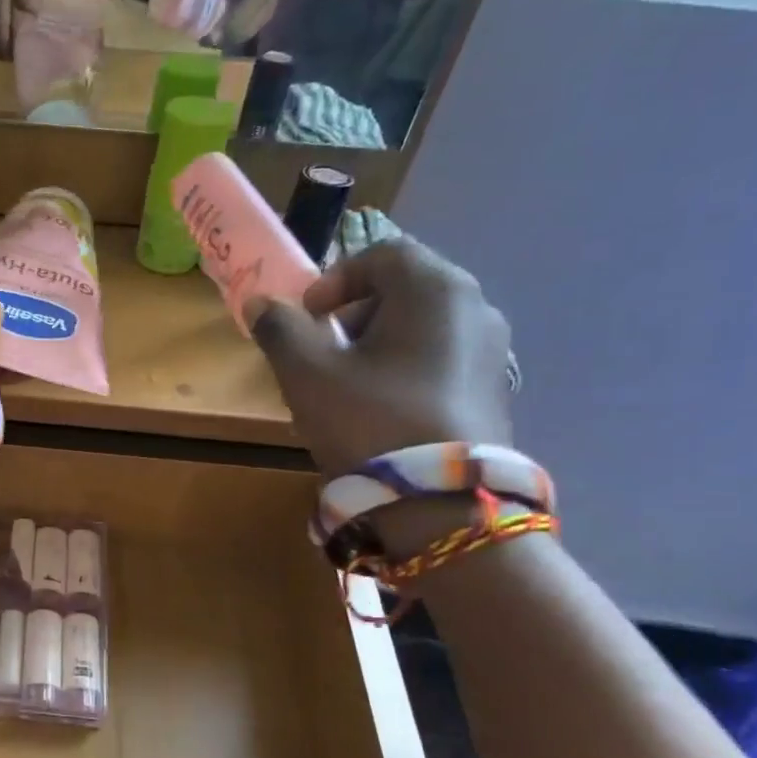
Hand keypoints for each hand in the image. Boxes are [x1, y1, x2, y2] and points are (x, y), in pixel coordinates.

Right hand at [248, 239, 512, 477]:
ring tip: (347, 385)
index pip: (383, 254)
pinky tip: (382, 410)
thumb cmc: (369, 420)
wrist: (439, 503)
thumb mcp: (306, 373)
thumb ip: (280, 329)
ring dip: (379, 343)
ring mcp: (493, 352)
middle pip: (406, 288)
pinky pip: (441, 360)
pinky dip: (406, 369)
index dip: (335, 279)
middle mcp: (474, 308)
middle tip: (323, 351)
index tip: (307, 317)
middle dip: (355, 313)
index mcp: (434, 289)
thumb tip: (261, 302)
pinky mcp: (495, 391)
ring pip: (423, 327)